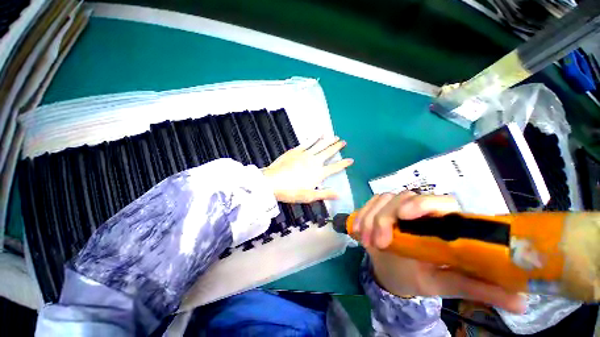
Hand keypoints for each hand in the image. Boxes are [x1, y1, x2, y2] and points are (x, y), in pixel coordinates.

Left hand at [262, 136, 352, 202]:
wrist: (272, 182)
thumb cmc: (290, 191)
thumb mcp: (308, 196)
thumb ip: (324, 194)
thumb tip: (340, 195)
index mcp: (318, 173)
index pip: (335, 167)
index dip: (343, 163)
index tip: (351, 160)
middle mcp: (314, 161)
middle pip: (328, 153)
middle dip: (337, 147)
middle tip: (343, 142)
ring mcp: (305, 154)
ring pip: (320, 145)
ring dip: (328, 140)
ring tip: (335, 136)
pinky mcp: (296, 151)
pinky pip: (308, 142)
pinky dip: (314, 138)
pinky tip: (318, 134)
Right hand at [355, 191, 524, 313]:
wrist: (393, 271)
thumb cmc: (421, 277)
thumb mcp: (446, 283)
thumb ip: (478, 288)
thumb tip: (523, 302)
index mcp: (441, 223)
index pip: (440, 201)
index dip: (423, 204)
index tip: (405, 216)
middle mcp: (419, 209)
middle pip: (403, 197)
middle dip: (386, 218)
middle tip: (379, 243)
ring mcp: (395, 207)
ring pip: (382, 199)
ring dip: (370, 218)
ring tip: (367, 241)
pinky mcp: (378, 209)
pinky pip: (368, 204)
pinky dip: (361, 215)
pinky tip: (357, 231)